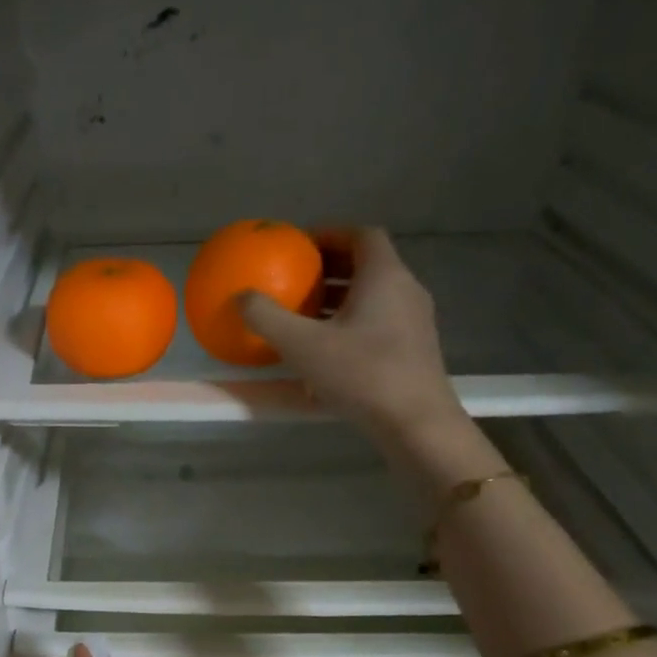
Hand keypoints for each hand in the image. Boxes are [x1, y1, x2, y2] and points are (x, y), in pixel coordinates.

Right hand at [239, 228, 467, 453]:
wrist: (416, 422)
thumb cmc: (362, 374)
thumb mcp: (303, 346)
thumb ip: (268, 318)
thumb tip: (241, 296)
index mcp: (384, 276)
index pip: (361, 235)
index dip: (330, 234)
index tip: (301, 245)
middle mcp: (405, 291)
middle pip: (367, 266)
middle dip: (331, 268)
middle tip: (297, 279)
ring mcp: (414, 322)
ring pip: (374, 297)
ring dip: (340, 300)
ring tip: (306, 316)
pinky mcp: (414, 351)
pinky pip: (379, 323)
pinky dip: (352, 325)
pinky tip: (328, 353)